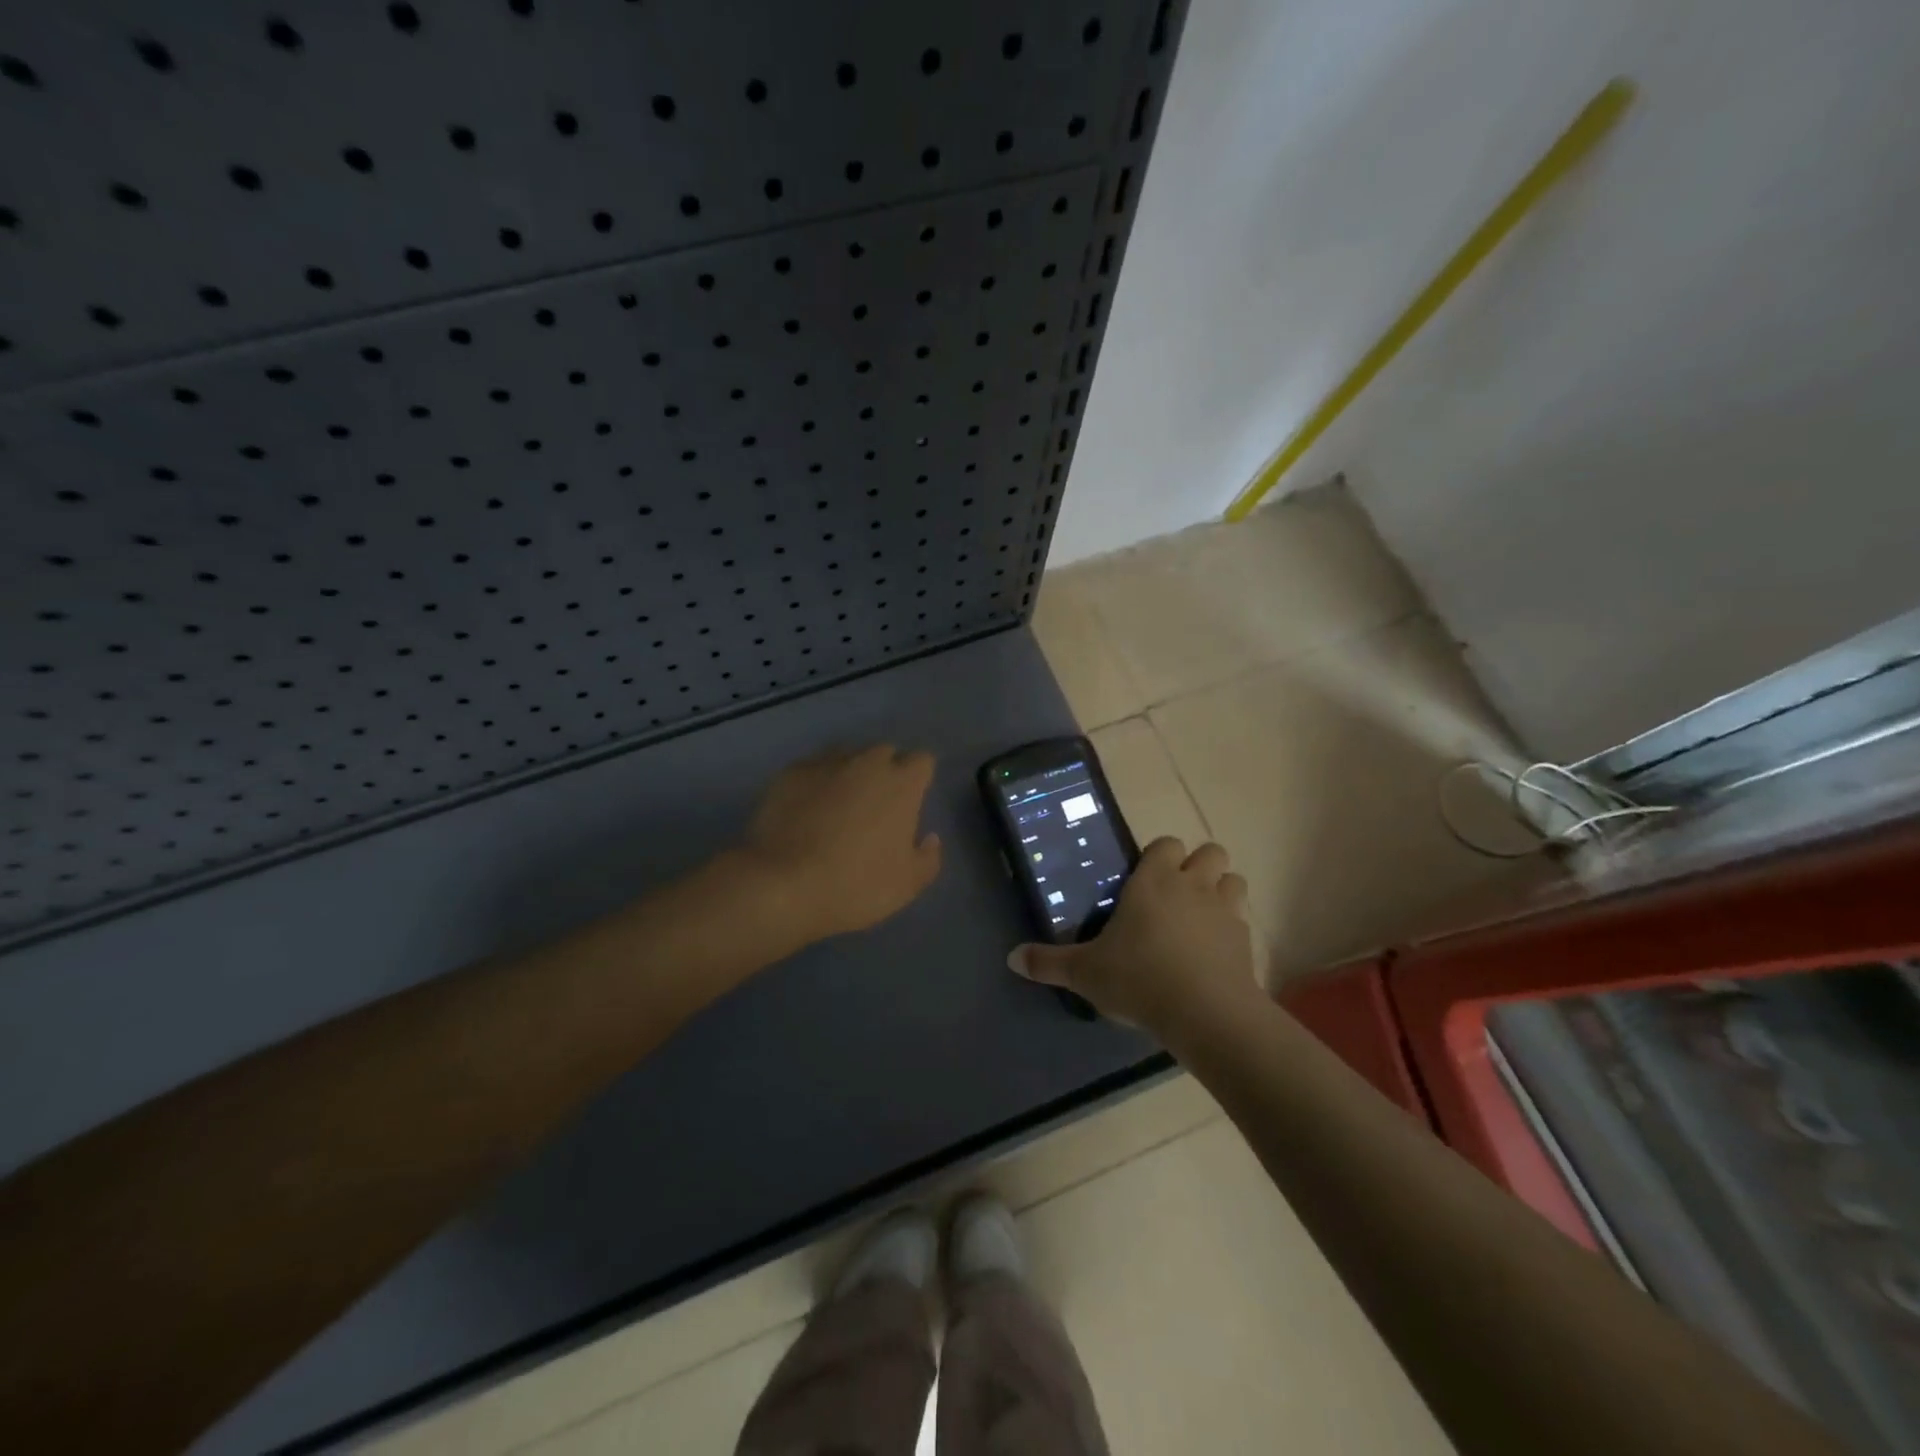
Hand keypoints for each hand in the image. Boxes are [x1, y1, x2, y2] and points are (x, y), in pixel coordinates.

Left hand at [737, 745, 943, 943]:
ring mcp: (825, 764)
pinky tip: (806, 808)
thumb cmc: (856, 885)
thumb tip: (929, 837)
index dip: (919, 779)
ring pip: (846, 755)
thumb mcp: (908, 885)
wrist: (783, 884)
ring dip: (850, 772)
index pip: (923, 761)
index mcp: (901, 784)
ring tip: (839, 804)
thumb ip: (928, 857)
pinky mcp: (790, 773)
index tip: (912, 801)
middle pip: (884, 752)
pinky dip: (815, 782)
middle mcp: (866, 763)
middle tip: (876, 806)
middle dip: (885, 771)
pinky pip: (812, 768)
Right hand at [1009, 837, 1259, 1038]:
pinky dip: (1232, 930)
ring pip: (1234, 880)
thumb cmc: (1139, 978)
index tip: (1146, 879)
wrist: (1205, 1014)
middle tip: (1176, 895)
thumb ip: (1049, 963)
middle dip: (1198, 866)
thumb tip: (1011, 958)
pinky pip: (1243, 921)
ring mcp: (1225, 911)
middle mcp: (1193, 886)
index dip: (1160, 856)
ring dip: (1222, 892)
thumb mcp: (1085, 973)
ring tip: (1201, 918)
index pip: (1166, 844)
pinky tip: (1215, 954)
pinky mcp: (1246, 942)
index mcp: (1154, 881)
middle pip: (1210, 852)